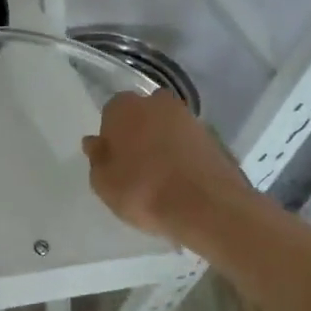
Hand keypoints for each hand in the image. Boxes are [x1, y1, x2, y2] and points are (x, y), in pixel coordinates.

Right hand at [82, 91, 256, 241]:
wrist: (207, 207)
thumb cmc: (142, 191)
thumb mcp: (103, 183)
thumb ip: (97, 159)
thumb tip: (95, 142)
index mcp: (125, 107)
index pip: (111, 113)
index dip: (111, 137)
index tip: (113, 160)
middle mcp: (158, 103)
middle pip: (142, 115)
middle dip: (139, 134)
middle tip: (136, 166)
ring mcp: (190, 118)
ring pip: (168, 127)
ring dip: (164, 144)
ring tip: (162, 178)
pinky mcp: (215, 138)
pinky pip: (190, 144)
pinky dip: (185, 156)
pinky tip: (183, 182)